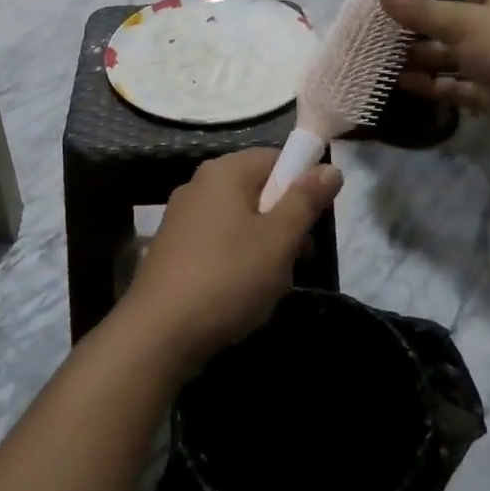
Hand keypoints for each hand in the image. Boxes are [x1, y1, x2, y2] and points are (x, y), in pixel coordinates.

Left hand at [122, 149, 342, 368]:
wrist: (159, 333)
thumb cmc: (228, 277)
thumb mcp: (279, 239)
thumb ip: (305, 200)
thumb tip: (330, 167)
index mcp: (224, 172)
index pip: (275, 157)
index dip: (303, 183)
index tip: (317, 219)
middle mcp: (199, 185)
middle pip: (258, 189)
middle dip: (285, 221)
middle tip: (300, 258)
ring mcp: (182, 218)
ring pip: (240, 220)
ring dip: (265, 246)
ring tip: (273, 284)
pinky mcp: (173, 250)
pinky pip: (219, 242)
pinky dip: (238, 260)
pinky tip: (242, 293)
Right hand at [380, 0, 489, 159]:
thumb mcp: (466, 23)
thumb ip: (422, 10)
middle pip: (449, 9)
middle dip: (414, 15)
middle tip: (375, 20)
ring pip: (450, 49)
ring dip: (418, 51)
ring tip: (380, 54)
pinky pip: (456, 82)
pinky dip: (432, 83)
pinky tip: (401, 83)